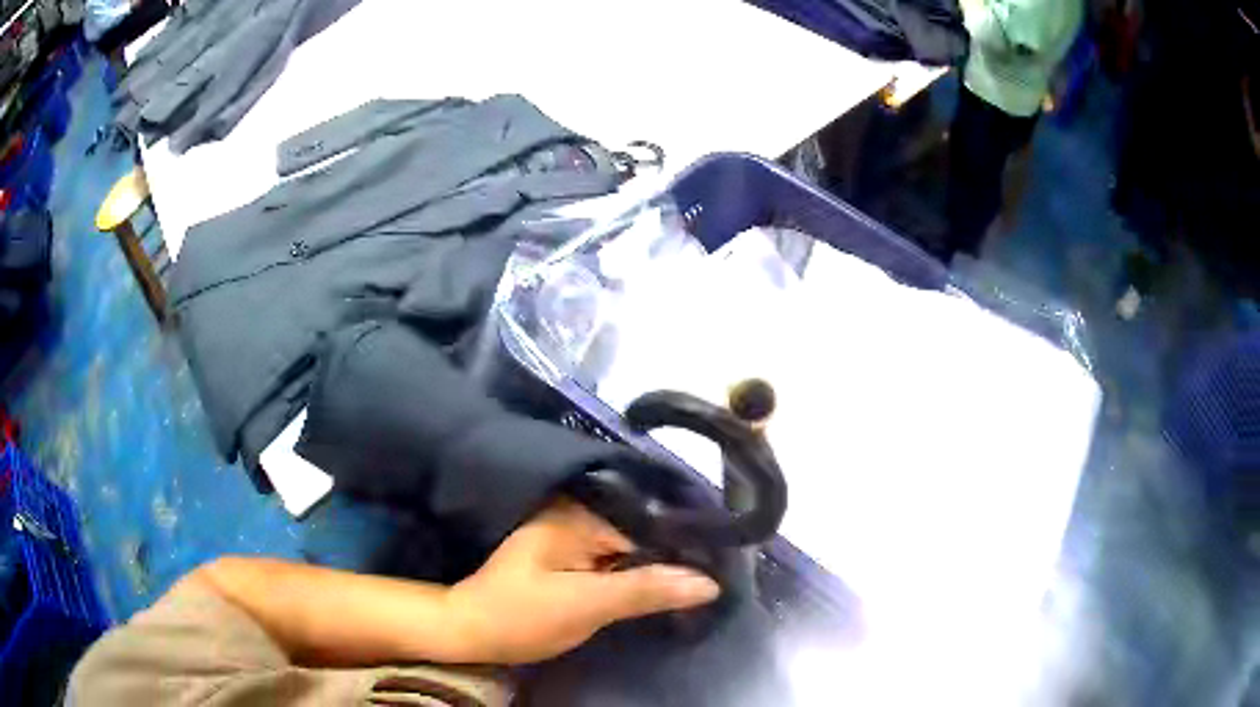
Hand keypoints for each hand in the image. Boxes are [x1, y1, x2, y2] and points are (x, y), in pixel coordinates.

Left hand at [447, 499, 720, 663]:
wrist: (472, 633)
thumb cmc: (521, 617)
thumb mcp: (585, 605)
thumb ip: (645, 590)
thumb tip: (709, 582)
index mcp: (578, 517)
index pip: (649, 526)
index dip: (685, 549)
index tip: (723, 568)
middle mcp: (578, 518)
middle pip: (642, 536)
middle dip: (675, 559)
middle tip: (717, 582)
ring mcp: (574, 540)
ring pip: (632, 552)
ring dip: (659, 571)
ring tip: (701, 587)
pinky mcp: (572, 561)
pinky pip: (617, 564)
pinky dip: (639, 579)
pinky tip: (665, 592)